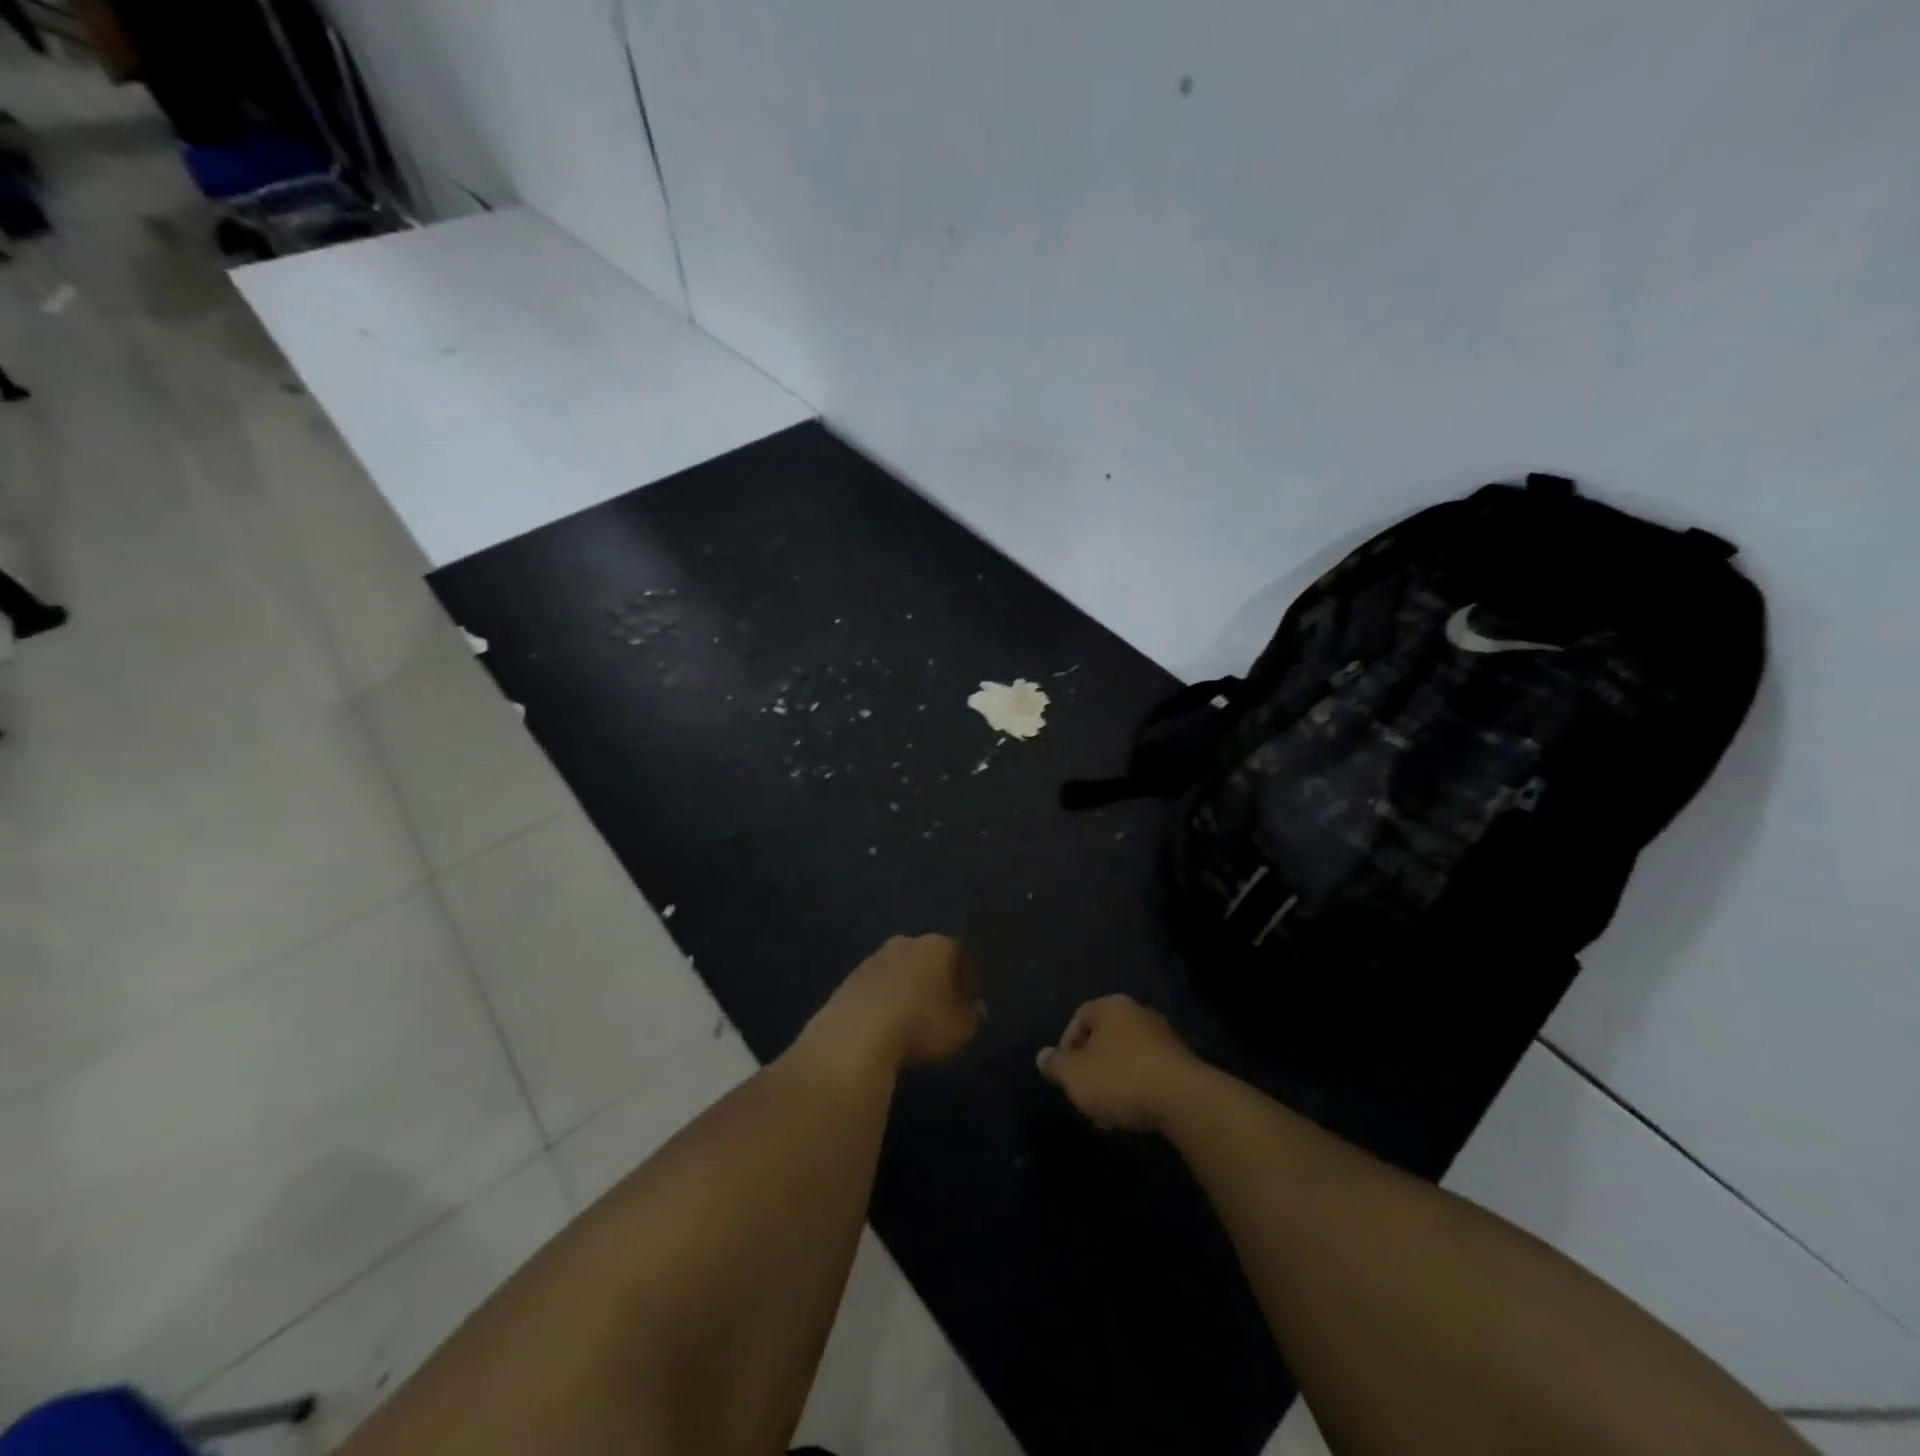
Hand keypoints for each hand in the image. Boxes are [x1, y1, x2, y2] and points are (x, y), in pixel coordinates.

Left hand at [808, 934, 983, 1072]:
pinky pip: (876, 987)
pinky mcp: (850, 978)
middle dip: (935, 978)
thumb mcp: (960, 1028)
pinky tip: (884, 1024)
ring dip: (906, 988)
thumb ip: (972, 1015)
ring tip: (910, 1019)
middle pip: (927, 958)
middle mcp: (906, 942)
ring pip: (899, 970)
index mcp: (938, 946)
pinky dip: (883, 1000)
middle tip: (940, 1007)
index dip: (967, 978)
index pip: (960, 954)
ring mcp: (874, 958)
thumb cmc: (921, 1024)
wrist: (857, 1033)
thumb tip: (976, 1007)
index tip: (968, 1001)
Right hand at [1036, 995, 1203, 1131]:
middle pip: (1104, 1037)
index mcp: (1112, 1007)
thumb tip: (1042, 1056)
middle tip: (1086, 1096)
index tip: (1066, 1077)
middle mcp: (1139, 1013)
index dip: (1066, 1048)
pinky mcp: (1183, 1062)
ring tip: (1110, 1113)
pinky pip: (1149, 1070)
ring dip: (1114, 1080)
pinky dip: (1138, 1087)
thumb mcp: (1075, 1076)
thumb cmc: (1121, 1079)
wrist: (1185, 1101)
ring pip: (1127, 1056)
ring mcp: (1164, 1036)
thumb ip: (1055, 1065)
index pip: (1079, 1018)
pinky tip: (1136, 1112)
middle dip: (1092, 1067)